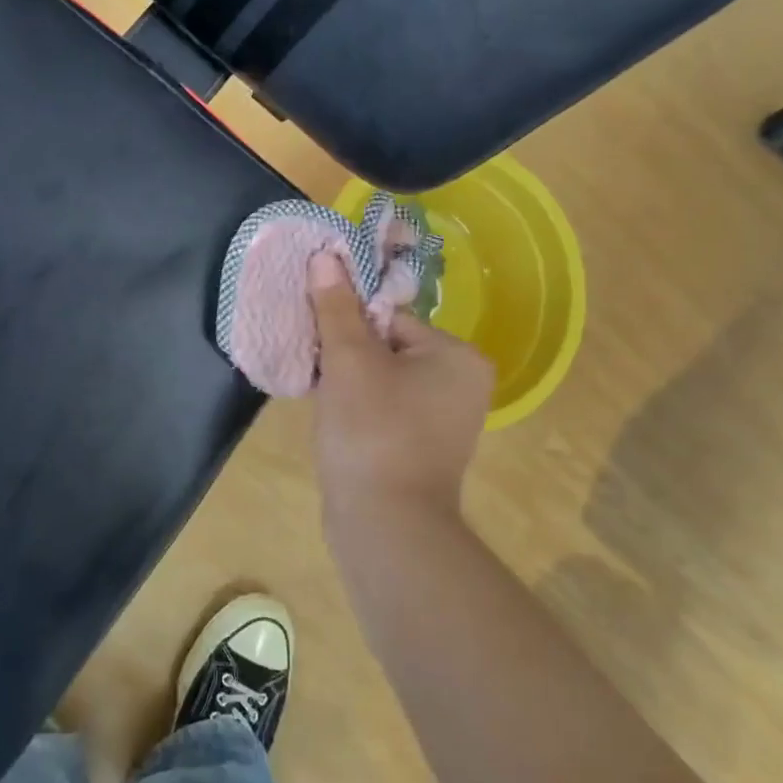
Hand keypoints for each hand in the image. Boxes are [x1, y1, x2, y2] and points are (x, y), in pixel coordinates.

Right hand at [307, 252, 493, 522]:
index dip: (348, 328)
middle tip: (321, 376)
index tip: (321, 345)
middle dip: (346, 357)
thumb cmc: (372, 431)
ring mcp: (444, 421)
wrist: (385, 526)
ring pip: (380, 380)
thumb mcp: (349, 360)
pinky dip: (357, 410)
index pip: (389, 318)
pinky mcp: (422, 448)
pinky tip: (335, 424)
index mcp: (457, 356)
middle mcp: (461, 384)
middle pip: (385, 347)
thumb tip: (326, 255)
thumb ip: (337, 306)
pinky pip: (383, 409)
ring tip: (324, 401)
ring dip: (347, 384)